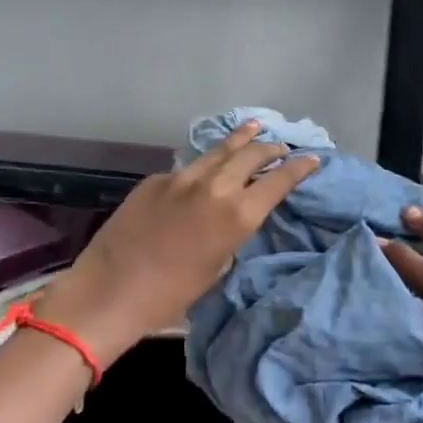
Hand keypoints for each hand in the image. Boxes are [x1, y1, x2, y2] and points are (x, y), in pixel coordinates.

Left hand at [39, 122, 319, 365]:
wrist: (109, 292)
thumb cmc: (170, 295)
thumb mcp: (218, 266)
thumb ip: (234, 232)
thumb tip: (238, 213)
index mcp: (237, 215)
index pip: (279, 181)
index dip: (300, 168)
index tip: (313, 159)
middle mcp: (215, 187)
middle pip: (251, 155)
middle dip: (271, 148)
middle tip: (282, 146)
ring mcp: (182, 178)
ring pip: (219, 150)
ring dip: (241, 139)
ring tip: (255, 126)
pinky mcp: (156, 180)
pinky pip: (189, 167)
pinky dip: (206, 164)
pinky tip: (208, 165)